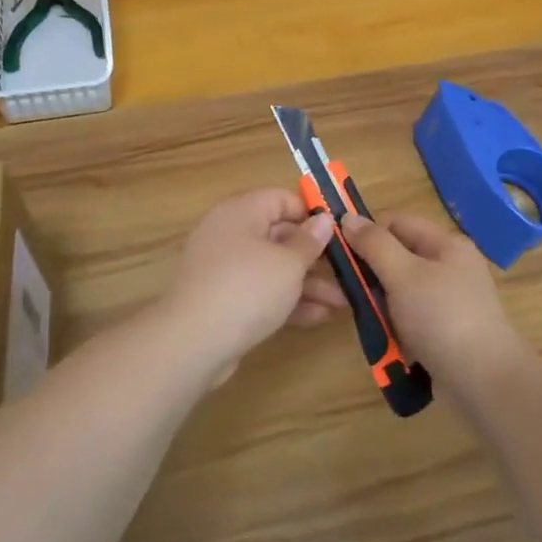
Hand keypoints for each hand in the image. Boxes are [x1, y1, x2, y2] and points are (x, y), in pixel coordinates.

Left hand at [159, 189, 346, 377]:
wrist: (193, 343)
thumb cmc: (247, 289)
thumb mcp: (288, 263)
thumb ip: (310, 241)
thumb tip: (323, 219)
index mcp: (241, 212)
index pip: (281, 198)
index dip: (311, 213)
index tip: (340, 233)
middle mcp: (230, 234)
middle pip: (280, 235)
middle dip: (316, 256)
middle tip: (348, 271)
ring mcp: (224, 269)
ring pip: (273, 268)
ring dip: (308, 284)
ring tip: (342, 303)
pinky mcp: (223, 300)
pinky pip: (261, 292)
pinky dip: (287, 301)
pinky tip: (318, 317)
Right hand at [338, 212, 531, 386]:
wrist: (483, 380)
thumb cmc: (441, 317)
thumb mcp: (403, 274)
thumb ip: (374, 244)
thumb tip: (347, 217)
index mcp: (446, 244)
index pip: (397, 223)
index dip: (367, 233)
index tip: (340, 256)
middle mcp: (450, 267)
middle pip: (398, 258)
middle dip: (371, 274)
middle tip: (347, 294)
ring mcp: (449, 301)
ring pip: (401, 291)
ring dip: (381, 305)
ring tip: (367, 322)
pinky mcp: (446, 331)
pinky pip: (411, 319)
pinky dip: (396, 327)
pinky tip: (386, 342)